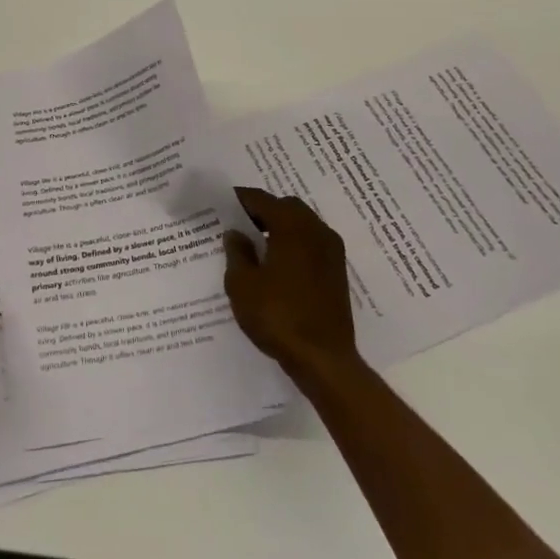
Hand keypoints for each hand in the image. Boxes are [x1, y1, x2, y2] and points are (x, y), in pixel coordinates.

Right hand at [223, 188, 360, 382]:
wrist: (324, 359)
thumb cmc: (278, 315)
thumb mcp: (242, 284)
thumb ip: (237, 252)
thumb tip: (236, 233)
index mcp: (292, 226)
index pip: (261, 199)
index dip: (240, 199)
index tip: (222, 204)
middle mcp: (316, 230)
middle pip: (286, 207)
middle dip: (263, 210)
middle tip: (239, 224)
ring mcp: (331, 251)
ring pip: (302, 224)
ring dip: (281, 227)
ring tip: (256, 244)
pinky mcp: (337, 271)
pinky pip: (311, 243)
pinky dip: (294, 243)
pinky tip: (277, 263)